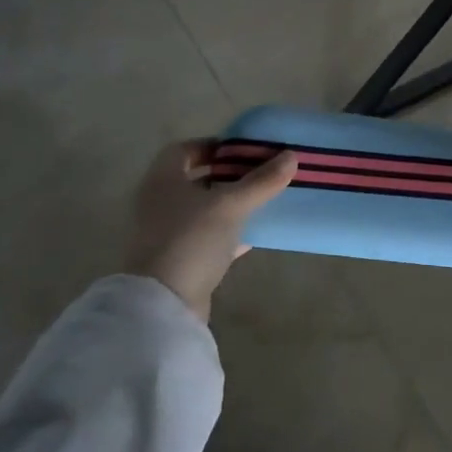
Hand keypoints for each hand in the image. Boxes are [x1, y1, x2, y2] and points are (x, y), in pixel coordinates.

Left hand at [123, 141, 297, 320]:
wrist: (164, 305)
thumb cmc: (191, 240)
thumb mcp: (231, 205)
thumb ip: (261, 181)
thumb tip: (291, 156)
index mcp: (163, 180)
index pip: (184, 149)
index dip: (213, 146)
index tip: (243, 150)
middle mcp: (160, 202)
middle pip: (196, 179)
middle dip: (228, 174)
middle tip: (260, 172)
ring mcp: (167, 233)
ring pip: (203, 209)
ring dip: (230, 203)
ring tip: (263, 199)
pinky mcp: (180, 260)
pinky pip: (208, 237)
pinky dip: (230, 231)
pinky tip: (255, 233)